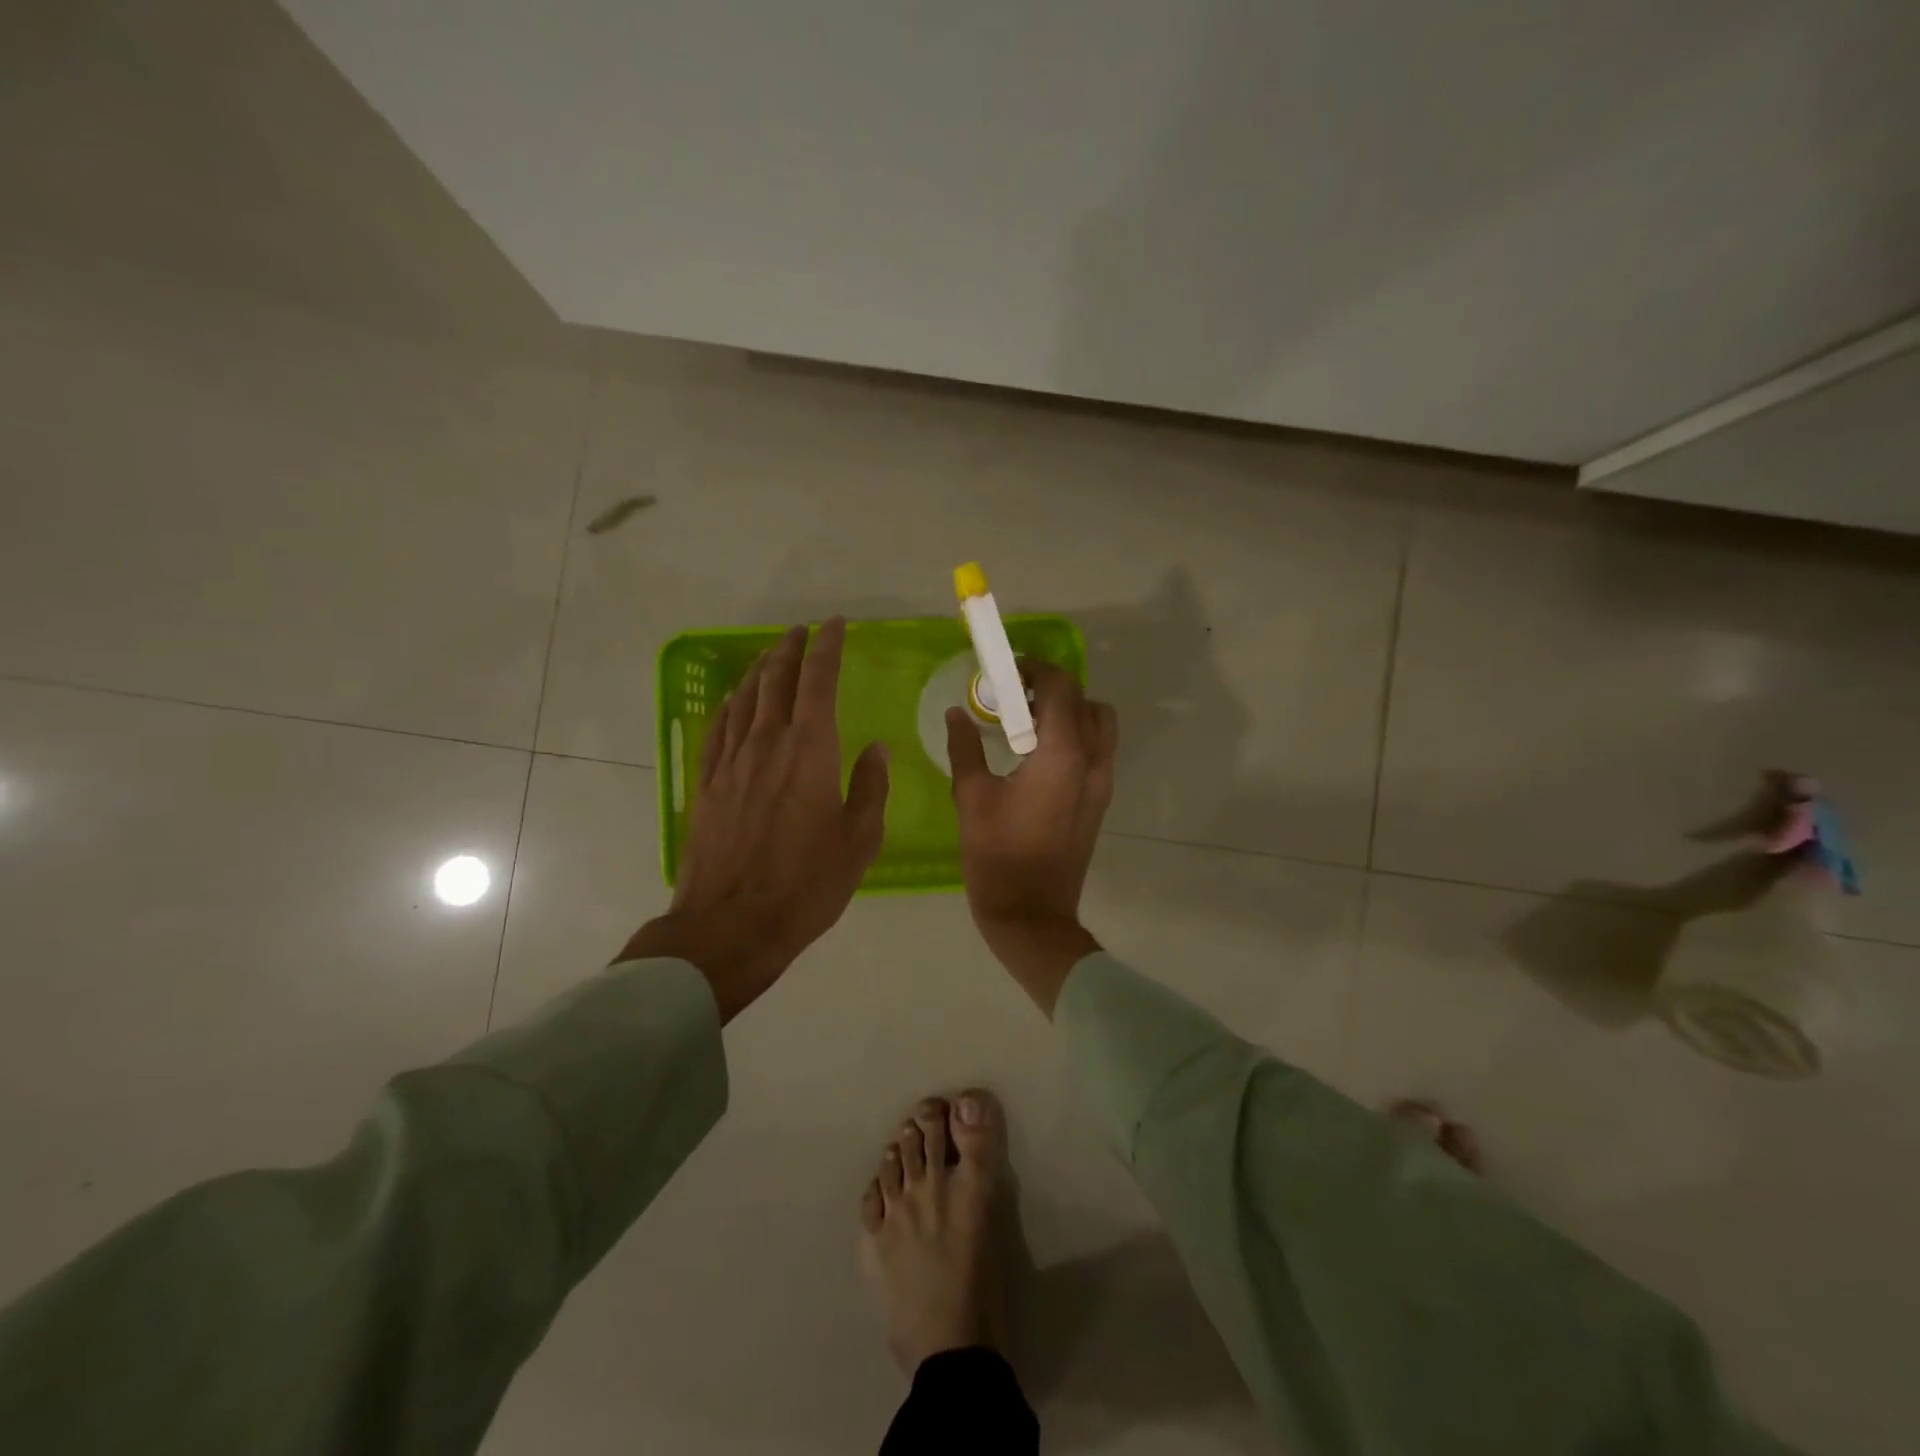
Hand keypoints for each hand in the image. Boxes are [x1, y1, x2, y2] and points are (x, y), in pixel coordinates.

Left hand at [620, 618, 888, 1021]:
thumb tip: (875, 750)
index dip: (826, 648)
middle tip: (802, 631)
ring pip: (745, 698)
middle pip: (776, 680)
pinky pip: (719, 728)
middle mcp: (767, 743)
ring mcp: (732, 762)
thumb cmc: (806, 885)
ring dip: (761, 670)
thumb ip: (870, 789)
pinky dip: (730, 705)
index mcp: (810, 751)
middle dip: (790, 650)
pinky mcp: (709, 783)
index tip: (834, 626)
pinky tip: (735, 700)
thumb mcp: (858, 841)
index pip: (818, 682)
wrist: (731, 924)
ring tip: (772, 655)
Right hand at [946, 661, 1117, 1014]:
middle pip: (1085, 700)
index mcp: (1062, 754)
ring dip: (1070, 711)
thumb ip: (965, 748)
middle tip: (1014, 697)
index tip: (1007, 674)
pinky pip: (1097, 750)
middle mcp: (1092, 761)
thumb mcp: (971, 797)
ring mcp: (1102, 782)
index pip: (1061, 687)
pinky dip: (1076, 736)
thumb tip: (956, 715)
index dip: (1035, 670)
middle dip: (1052, 688)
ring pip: (1099, 725)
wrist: (1031, 915)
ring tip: (1029, 724)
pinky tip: (1038, 754)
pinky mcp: (1100, 801)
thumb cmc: (996, 855)